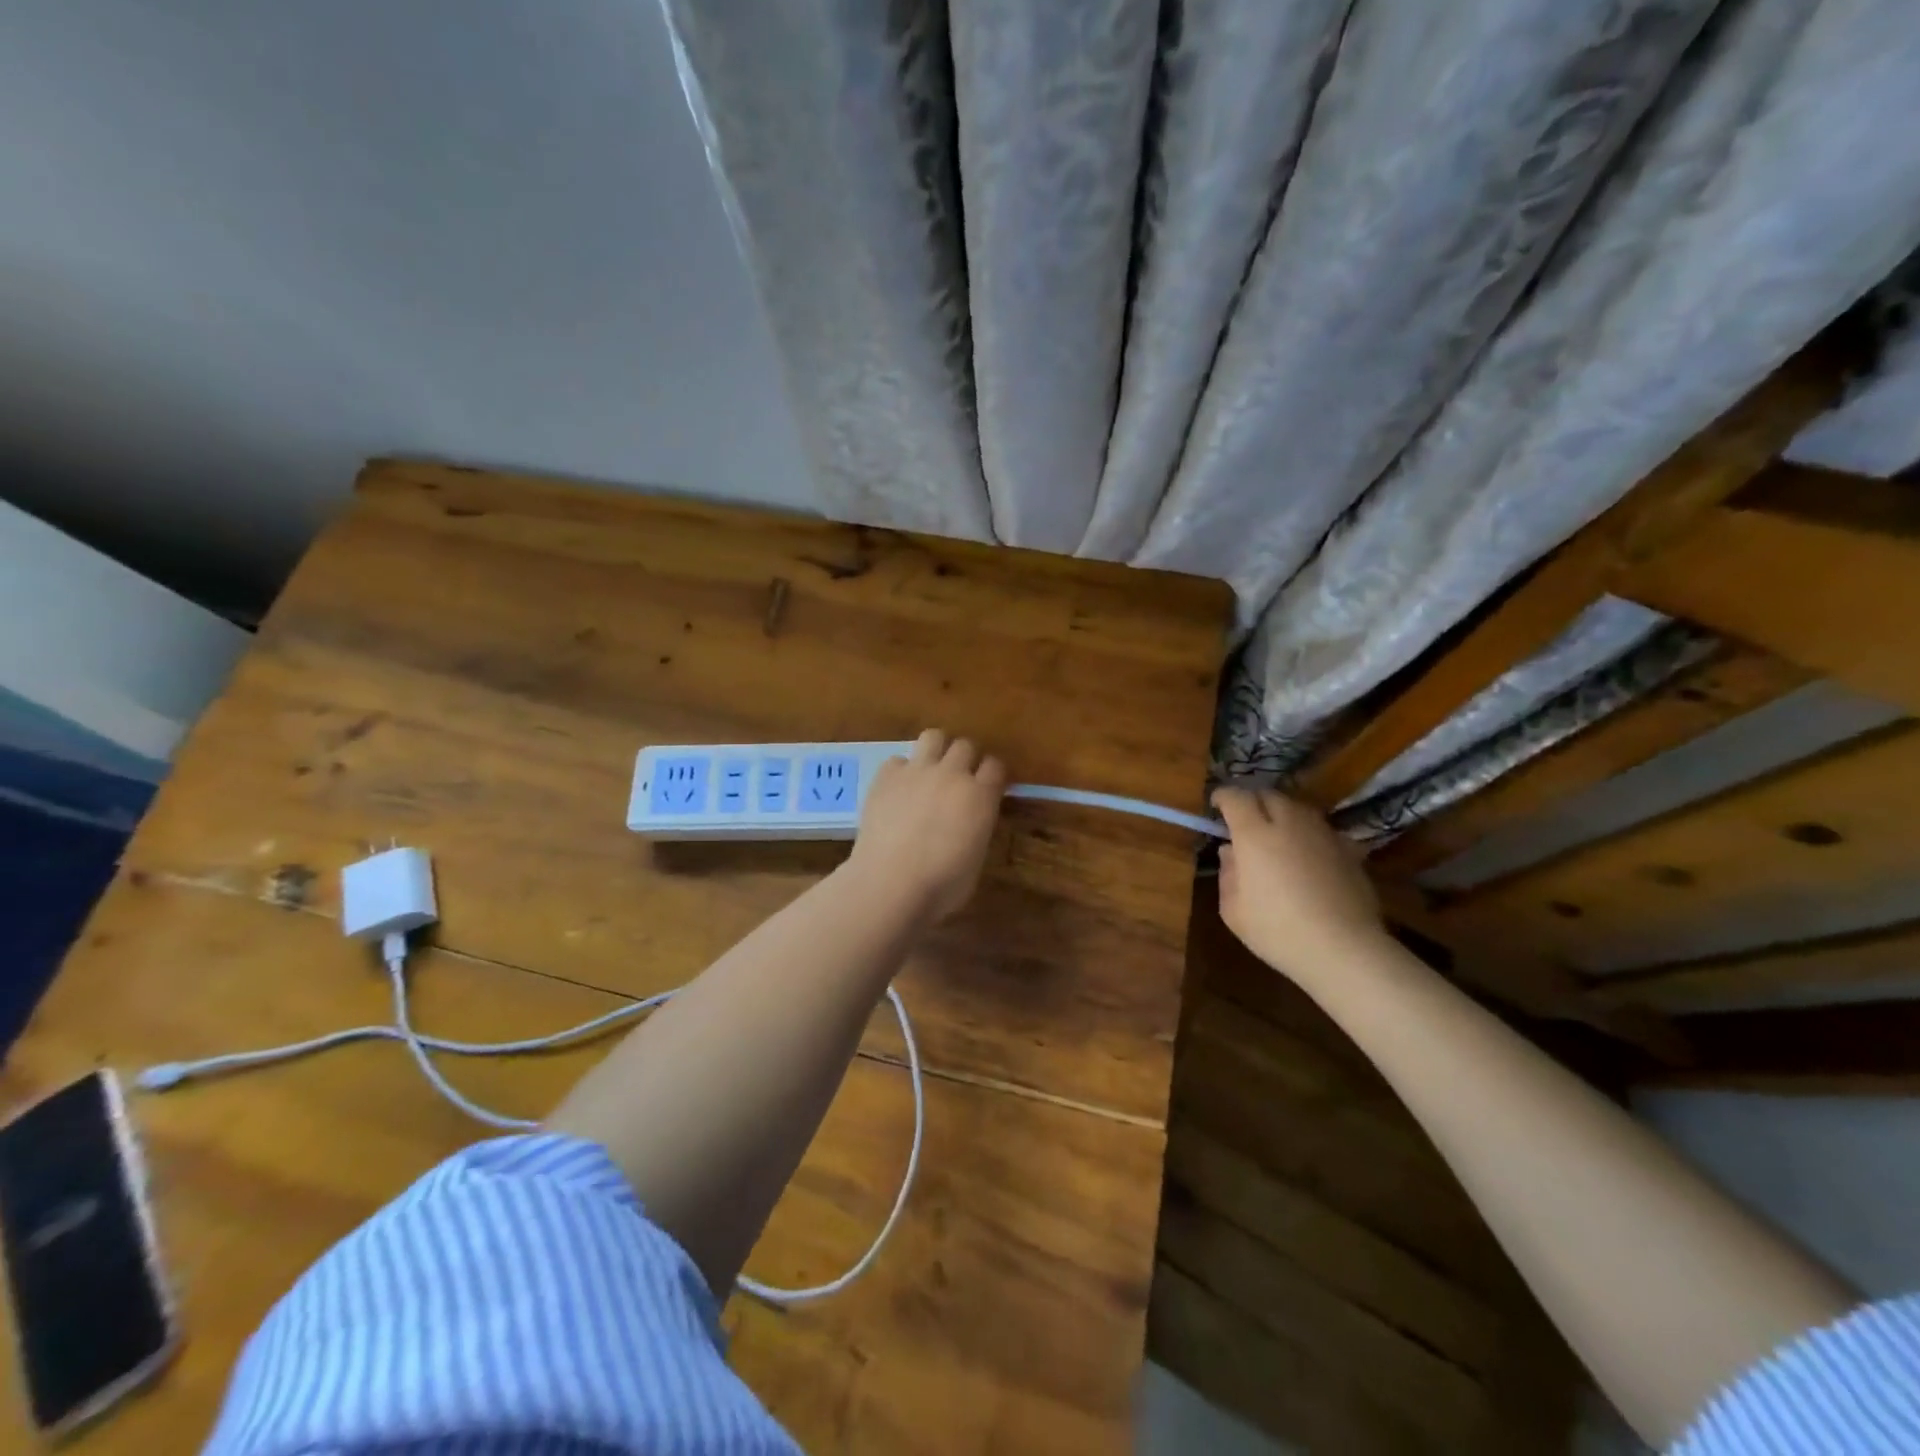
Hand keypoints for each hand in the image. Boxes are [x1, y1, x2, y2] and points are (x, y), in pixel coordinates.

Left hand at [847, 730, 1006, 922]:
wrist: (890, 883)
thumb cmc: (941, 885)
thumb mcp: (976, 859)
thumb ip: (978, 828)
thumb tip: (971, 821)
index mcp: (981, 796)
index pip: (996, 766)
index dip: (993, 775)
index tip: (989, 786)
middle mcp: (952, 774)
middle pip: (965, 745)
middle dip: (966, 759)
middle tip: (958, 780)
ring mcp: (917, 770)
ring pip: (933, 736)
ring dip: (936, 750)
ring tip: (930, 771)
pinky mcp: (886, 776)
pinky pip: (898, 760)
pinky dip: (901, 771)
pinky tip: (898, 791)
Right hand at [1212, 787, 1385, 982]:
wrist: (1343, 949)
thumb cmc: (1277, 932)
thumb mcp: (1233, 910)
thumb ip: (1228, 874)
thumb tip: (1231, 852)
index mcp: (1254, 835)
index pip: (1236, 798)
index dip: (1223, 796)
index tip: (1216, 805)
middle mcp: (1289, 824)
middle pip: (1269, 795)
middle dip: (1253, 801)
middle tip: (1245, 819)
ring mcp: (1323, 834)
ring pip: (1299, 808)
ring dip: (1283, 813)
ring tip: (1277, 833)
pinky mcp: (1349, 850)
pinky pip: (1322, 830)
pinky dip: (1309, 834)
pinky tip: (1309, 854)